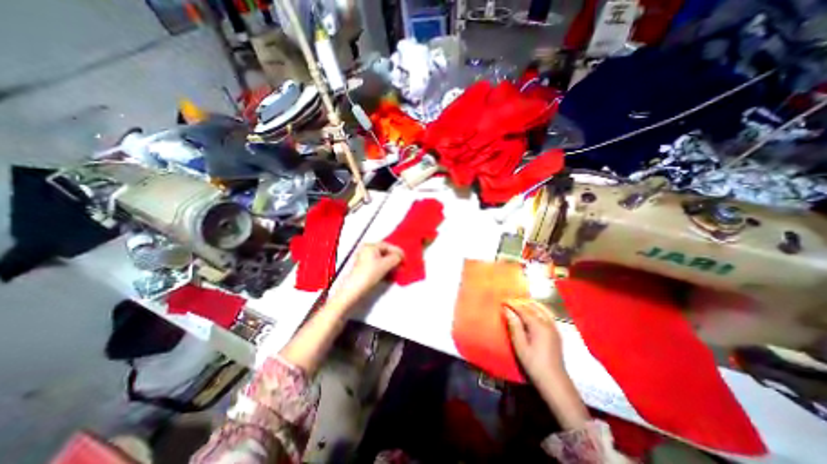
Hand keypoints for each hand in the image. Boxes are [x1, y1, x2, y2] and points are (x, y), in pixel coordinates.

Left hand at [338, 243, 406, 304]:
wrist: (355, 288)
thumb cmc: (370, 273)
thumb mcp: (386, 264)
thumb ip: (396, 258)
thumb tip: (400, 257)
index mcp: (370, 246)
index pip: (388, 245)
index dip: (397, 251)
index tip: (405, 258)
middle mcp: (366, 250)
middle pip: (385, 253)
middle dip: (394, 259)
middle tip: (402, 265)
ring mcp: (364, 260)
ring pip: (382, 260)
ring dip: (391, 266)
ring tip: (398, 271)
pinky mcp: (364, 269)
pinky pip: (377, 266)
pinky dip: (385, 270)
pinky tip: (390, 276)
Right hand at [504, 298, 587, 428]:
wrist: (554, 381)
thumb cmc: (534, 364)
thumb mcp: (520, 346)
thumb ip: (514, 326)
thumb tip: (507, 310)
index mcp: (539, 326)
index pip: (523, 310)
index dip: (512, 304)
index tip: (503, 300)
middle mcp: (548, 323)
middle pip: (533, 307)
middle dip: (520, 302)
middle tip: (509, 301)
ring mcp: (554, 327)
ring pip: (542, 308)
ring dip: (530, 304)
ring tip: (520, 303)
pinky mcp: (556, 332)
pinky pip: (547, 314)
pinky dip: (539, 308)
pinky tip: (533, 311)